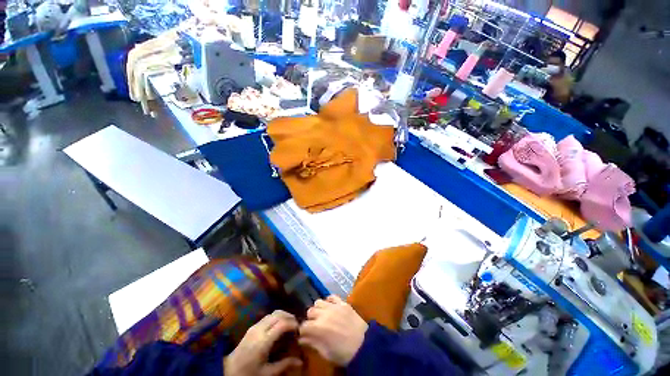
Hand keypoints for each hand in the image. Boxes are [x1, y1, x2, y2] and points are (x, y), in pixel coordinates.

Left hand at [224, 310, 302, 375]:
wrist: (228, 371)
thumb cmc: (249, 373)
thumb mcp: (267, 373)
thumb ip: (284, 364)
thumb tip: (300, 361)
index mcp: (263, 341)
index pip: (281, 324)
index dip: (292, 324)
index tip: (299, 329)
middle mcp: (259, 329)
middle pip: (278, 314)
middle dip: (289, 317)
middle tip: (296, 325)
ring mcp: (255, 326)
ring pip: (273, 313)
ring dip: (283, 315)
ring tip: (289, 324)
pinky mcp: (252, 326)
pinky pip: (268, 316)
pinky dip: (276, 317)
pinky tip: (279, 326)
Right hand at [298, 295, 367, 366]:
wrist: (364, 345)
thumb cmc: (344, 353)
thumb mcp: (326, 353)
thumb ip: (313, 343)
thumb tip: (302, 340)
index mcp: (318, 328)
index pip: (303, 326)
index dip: (302, 331)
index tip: (304, 335)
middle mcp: (324, 313)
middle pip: (310, 311)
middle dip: (310, 319)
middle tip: (314, 326)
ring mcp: (334, 306)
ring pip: (319, 302)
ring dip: (318, 309)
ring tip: (322, 316)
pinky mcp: (342, 302)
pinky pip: (332, 296)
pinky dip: (329, 301)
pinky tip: (330, 307)